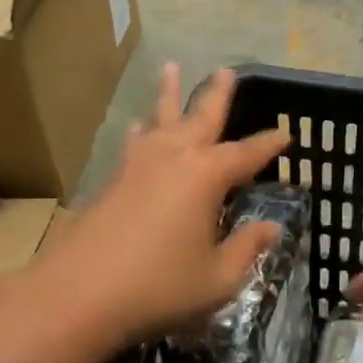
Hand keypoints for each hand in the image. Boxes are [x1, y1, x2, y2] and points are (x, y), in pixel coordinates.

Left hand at [34, 64, 288, 353]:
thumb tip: (271, 227)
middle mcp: (174, 157)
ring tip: (171, 67)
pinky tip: (138, 126)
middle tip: (226, 70)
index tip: (286, 134)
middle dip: (217, 93)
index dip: (269, 144)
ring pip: (160, 117)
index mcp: (206, 175)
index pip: (247, 153)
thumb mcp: (217, 278)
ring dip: (169, 93)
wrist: (76, 294)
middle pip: (201, 116)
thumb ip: (246, 248)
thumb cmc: (158, 286)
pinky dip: (144, 128)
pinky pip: (136, 141)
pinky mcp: (112, 179)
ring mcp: (139, 164)